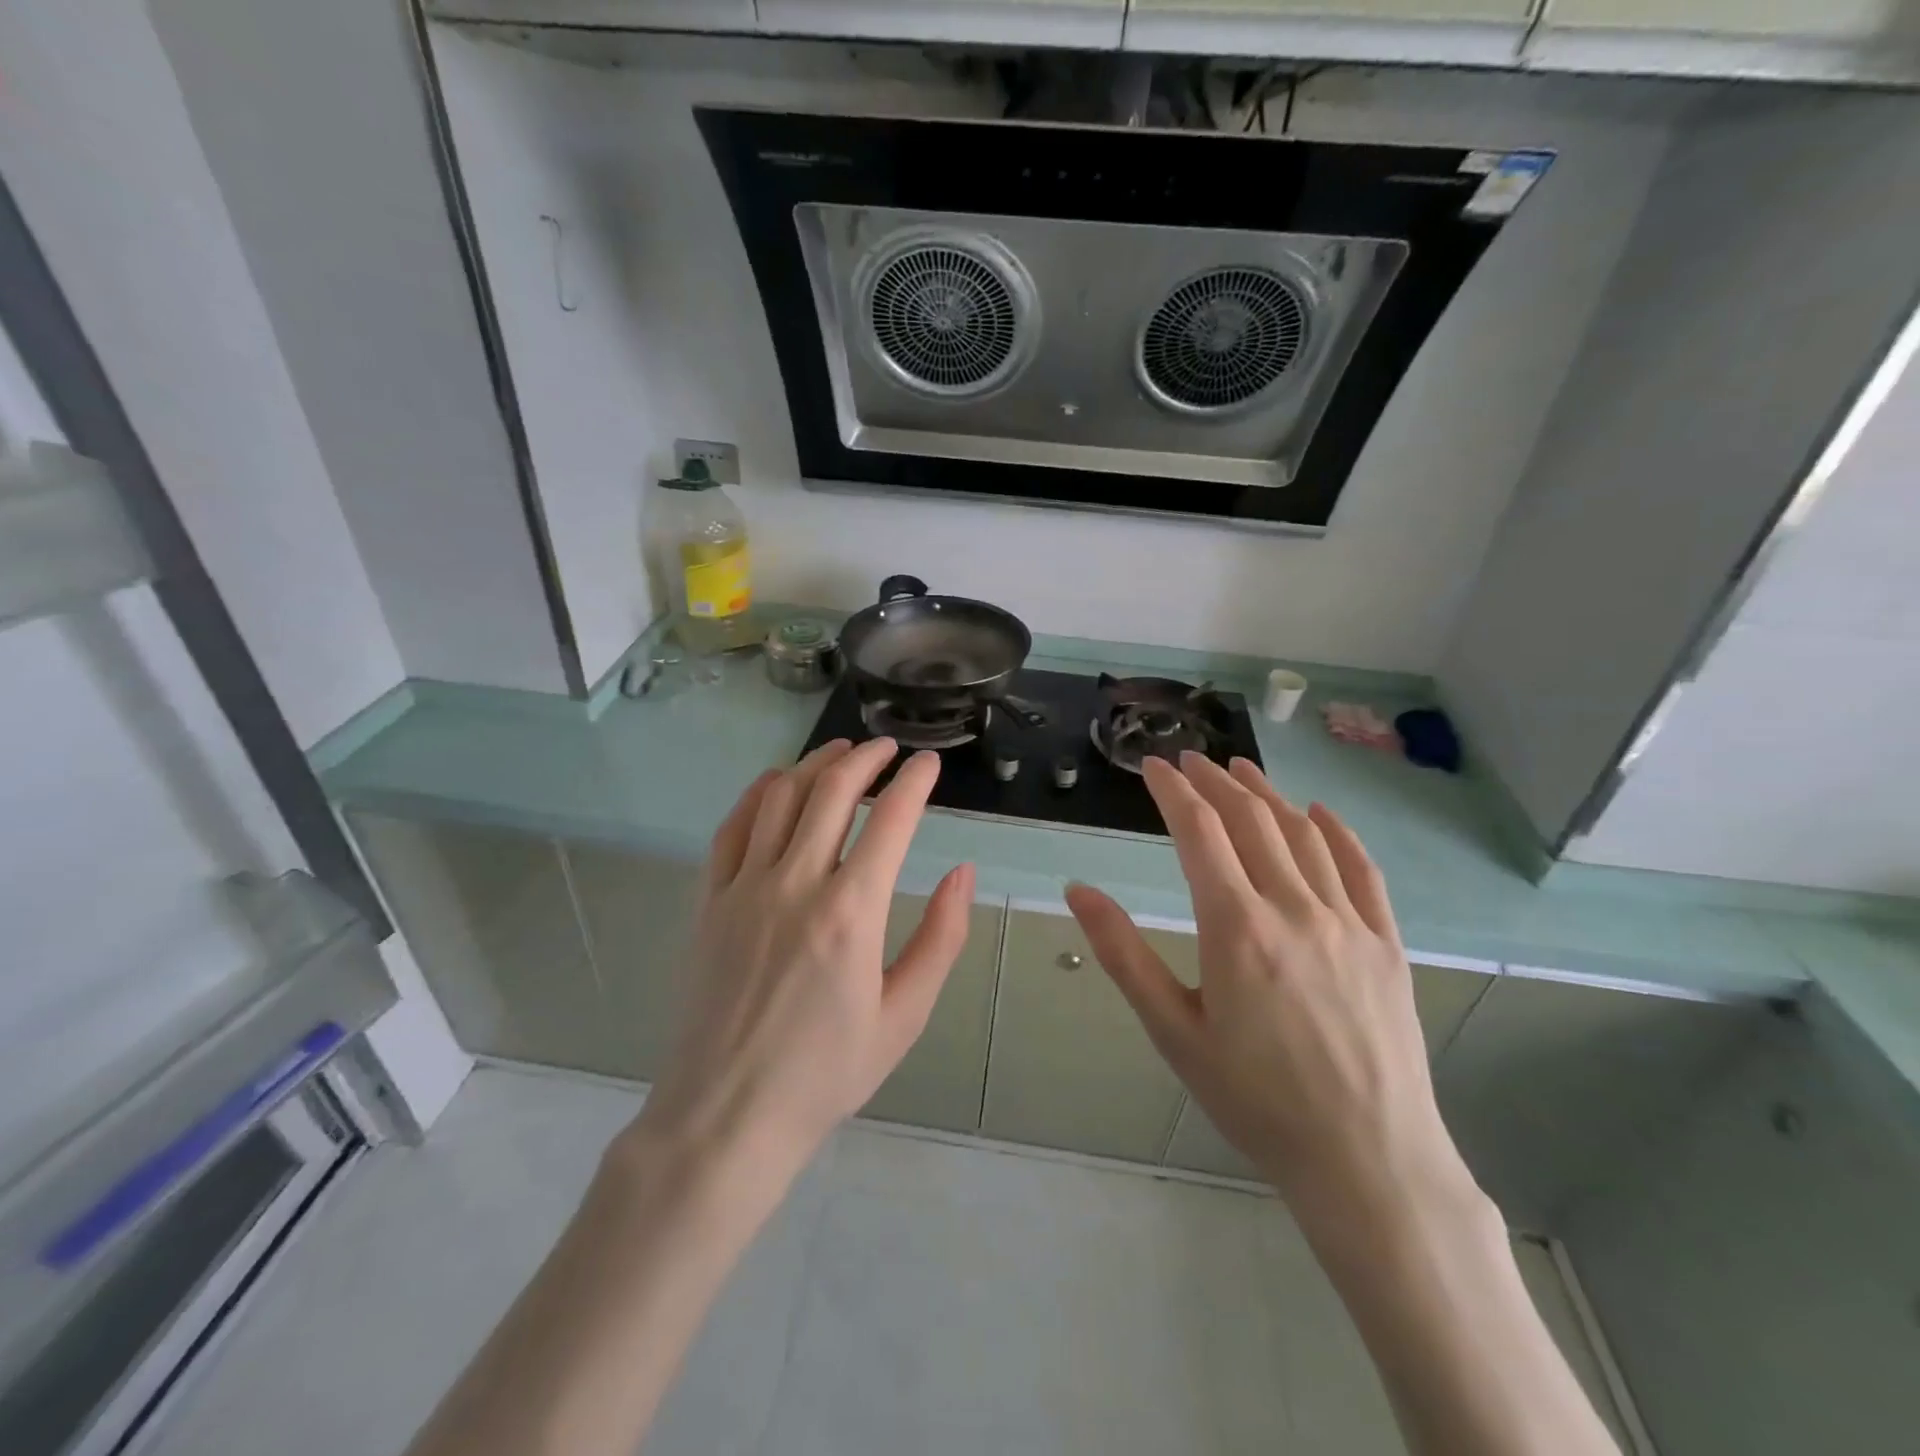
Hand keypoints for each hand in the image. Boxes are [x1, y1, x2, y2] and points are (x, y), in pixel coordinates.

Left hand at [629, 738, 975, 1187]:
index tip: (929, 764)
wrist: (727, 1116)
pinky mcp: (709, 901)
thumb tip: (963, 873)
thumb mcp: (904, 1015)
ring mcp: (744, 888)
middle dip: (866, 758)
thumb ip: (941, 937)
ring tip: (841, 751)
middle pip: (833, 791)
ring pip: (780, 797)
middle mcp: (796, 884)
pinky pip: (732, 827)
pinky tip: (776, 782)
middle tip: (888, 748)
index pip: (891, 820)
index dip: (914, 782)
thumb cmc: (826, 1073)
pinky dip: (758, 793)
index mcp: (851, 912)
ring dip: (815, 764)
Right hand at [1066, 752, 1469, 1229]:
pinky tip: (1319, 813)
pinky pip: (1361, 869)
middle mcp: (1294, 908)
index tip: (1152, 767)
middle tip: (1189, 760)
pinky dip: (1336, 832)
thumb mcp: (1172, 1031)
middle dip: (1215, 782)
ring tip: (1240, 770)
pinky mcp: (1386, 943)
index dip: (1172, 792)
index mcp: (1236, 927)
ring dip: (1267, 795)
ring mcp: (1348, 922)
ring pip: (1303, 835)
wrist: (1367, 1161)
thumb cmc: (1255, 1099)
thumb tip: (1077, 890)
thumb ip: (1122, 953)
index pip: (1199, 832)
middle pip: (1251, 820)